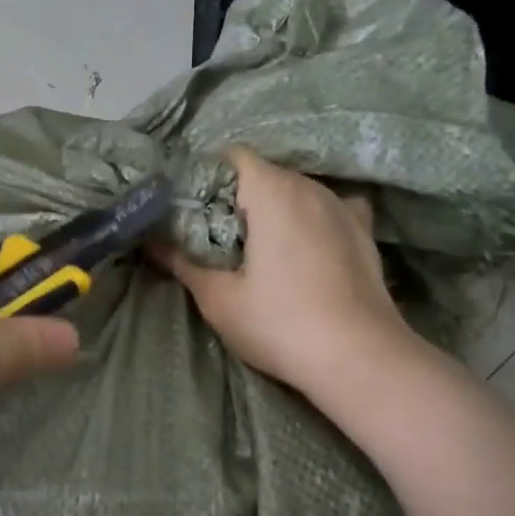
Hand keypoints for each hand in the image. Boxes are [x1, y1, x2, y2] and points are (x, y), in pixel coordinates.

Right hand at [158, 147, 421, 395]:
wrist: (360, 359)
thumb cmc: (280, 323)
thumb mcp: (218, 298)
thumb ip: (182, 263)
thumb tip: (150, 243)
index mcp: (273, 191)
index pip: (232, 157)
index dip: (206, 176)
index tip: (190, 209)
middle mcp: (311, 187)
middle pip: (264, 174)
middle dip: (236, 197)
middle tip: (213, 234)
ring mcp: (343, 207)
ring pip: (297, 191)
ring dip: (273, 210)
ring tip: (256, 247)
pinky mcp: (364, 233)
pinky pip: (330, 209)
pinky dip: (311, 219)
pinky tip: (304, 246)